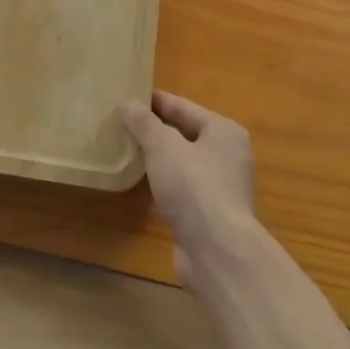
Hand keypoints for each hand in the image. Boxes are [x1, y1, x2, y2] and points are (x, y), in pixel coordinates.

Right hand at [119, 90, 259, 289]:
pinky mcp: (210, 216)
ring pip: (182, 165)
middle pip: (184, 135)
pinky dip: (163, 186)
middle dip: (154, 131)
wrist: (218, 253)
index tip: (127, 95)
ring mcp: (222, 188)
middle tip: (121, 124)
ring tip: (125, 152)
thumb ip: (144, 123)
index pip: (183, 107)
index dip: (154, 101)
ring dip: (157, 160)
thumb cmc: (194, 187)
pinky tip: (139, 188)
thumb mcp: (163, 146)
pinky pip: (182, 191)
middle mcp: (228, 156)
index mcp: (224, 131)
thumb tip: (127, 104)